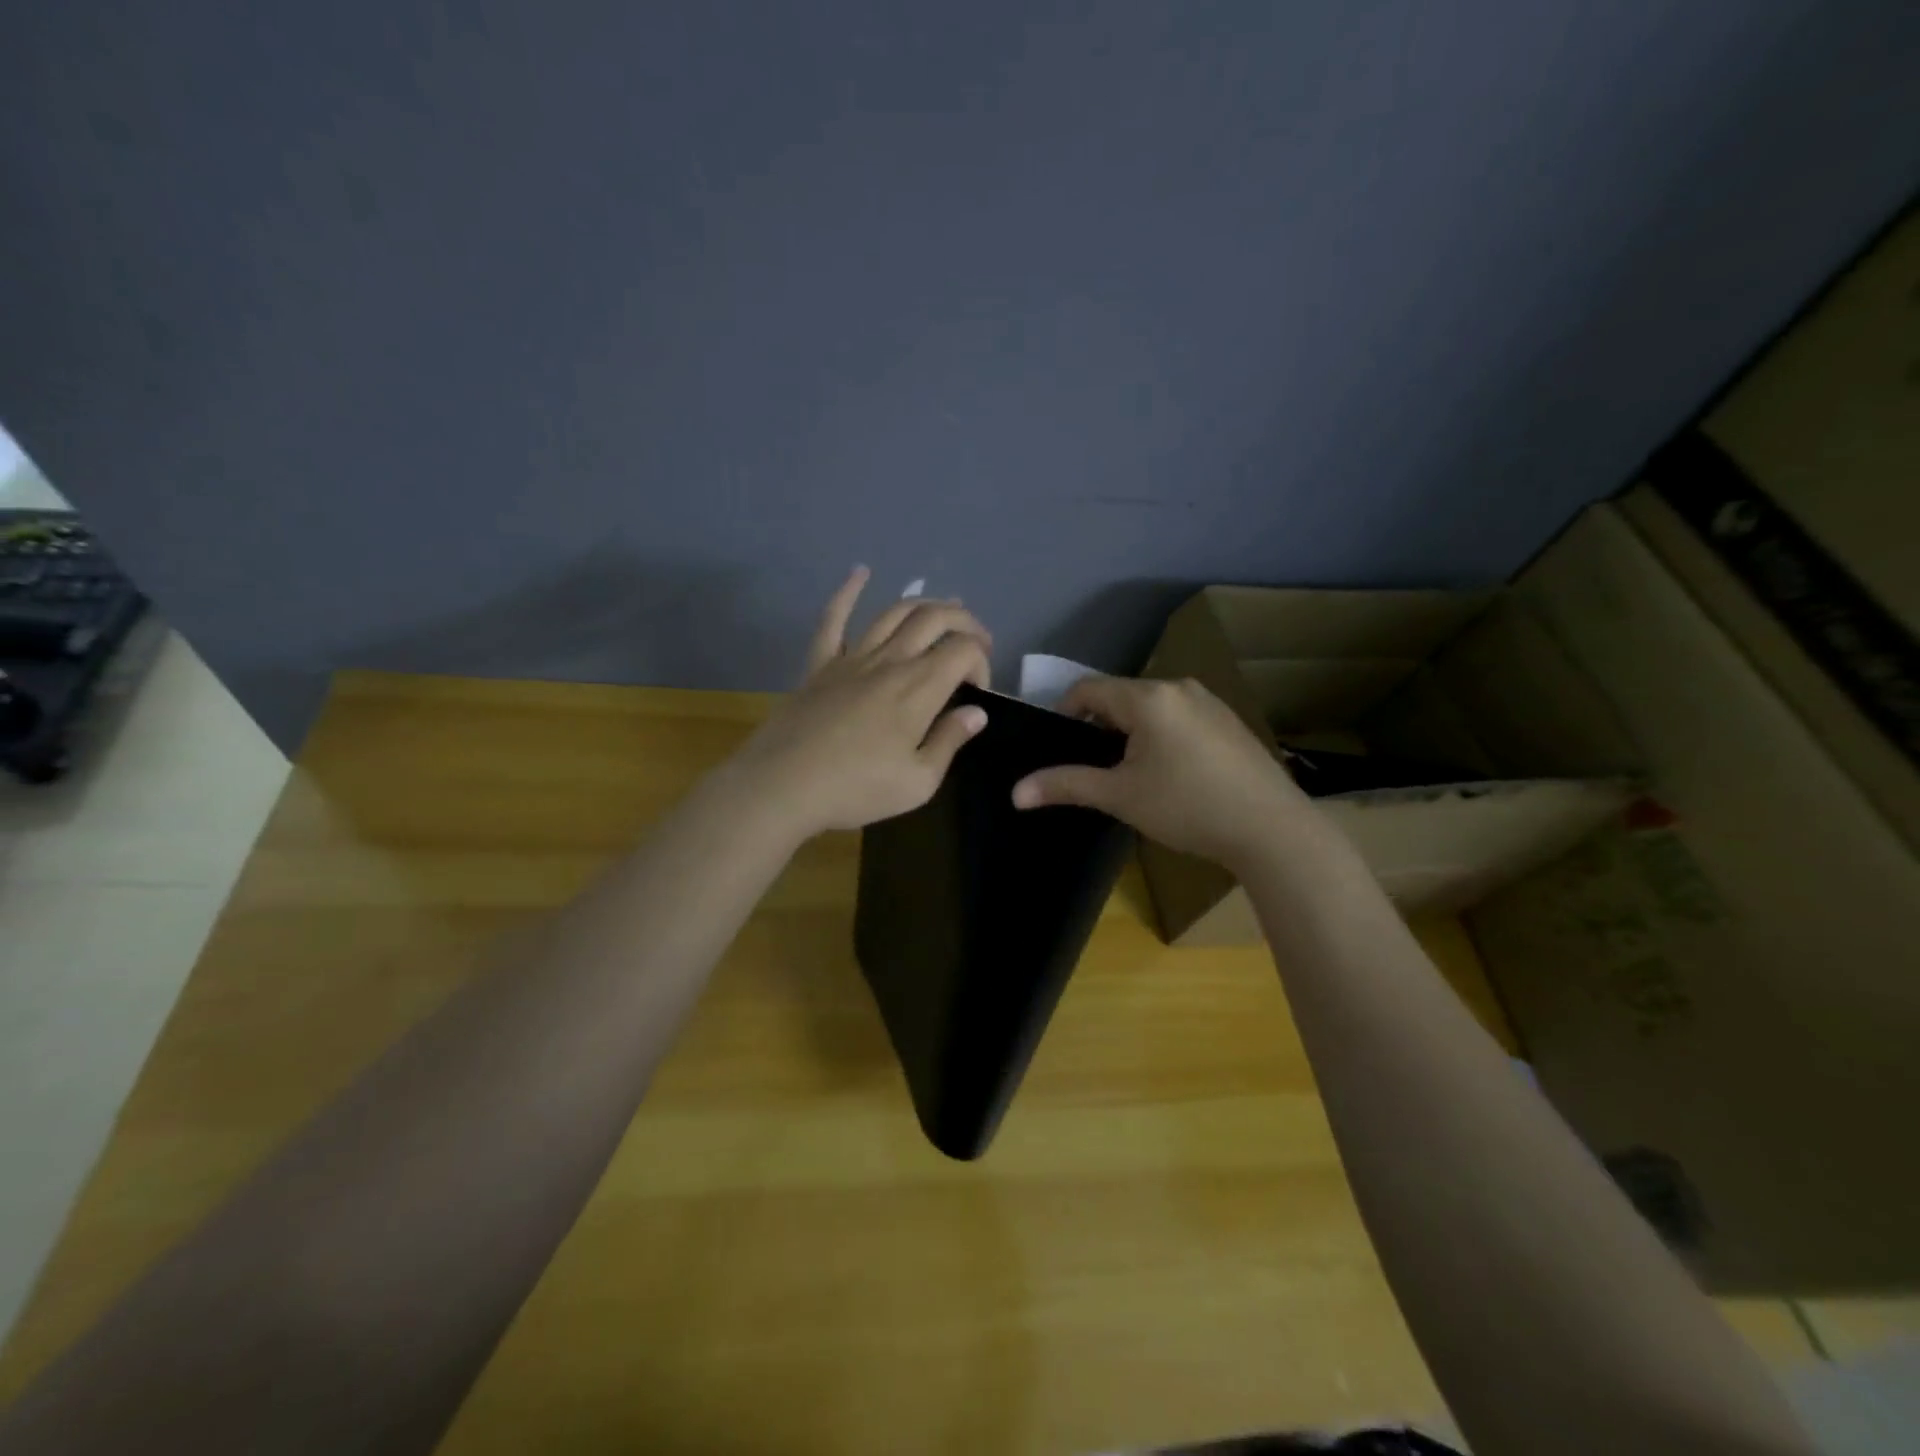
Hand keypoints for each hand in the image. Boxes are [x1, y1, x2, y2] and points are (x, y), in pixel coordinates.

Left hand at [730, 568, 993, 838]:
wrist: (782, 785)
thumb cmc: (855, 789)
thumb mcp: (917, 782)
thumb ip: (949, 741)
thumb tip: (976, 713)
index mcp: (918, 688)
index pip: (963, 651)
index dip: (981, 661)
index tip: (977, 692)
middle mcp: (889, 661)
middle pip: (934, 618)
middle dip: (964, 621)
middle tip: (976, 640)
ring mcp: (851, 658)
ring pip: (893, 612)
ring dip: (924, 604)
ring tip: (943, 610)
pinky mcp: (820, 663)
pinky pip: (834, 619)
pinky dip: (848, 592)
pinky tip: (860, 573)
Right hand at [1011, 676, 1322, 870]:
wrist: (1272, 829)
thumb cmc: (1187, 807)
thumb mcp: (1120, 796)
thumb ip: (1066, 785)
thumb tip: (1015, 793)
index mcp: (1148, 697)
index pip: (1088, 689)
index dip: (1064, 712)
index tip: (1058, 746)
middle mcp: (1178, 687)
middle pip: (1120, 696)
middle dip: (1099, 725)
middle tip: (1092, 766)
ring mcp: (1209, 702)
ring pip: (1151, 707)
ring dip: (1130, 731)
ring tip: (1129, 773)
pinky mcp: (1229, 721)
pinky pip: (1179, 717)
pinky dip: (1160, 735)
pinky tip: (1170, 773)